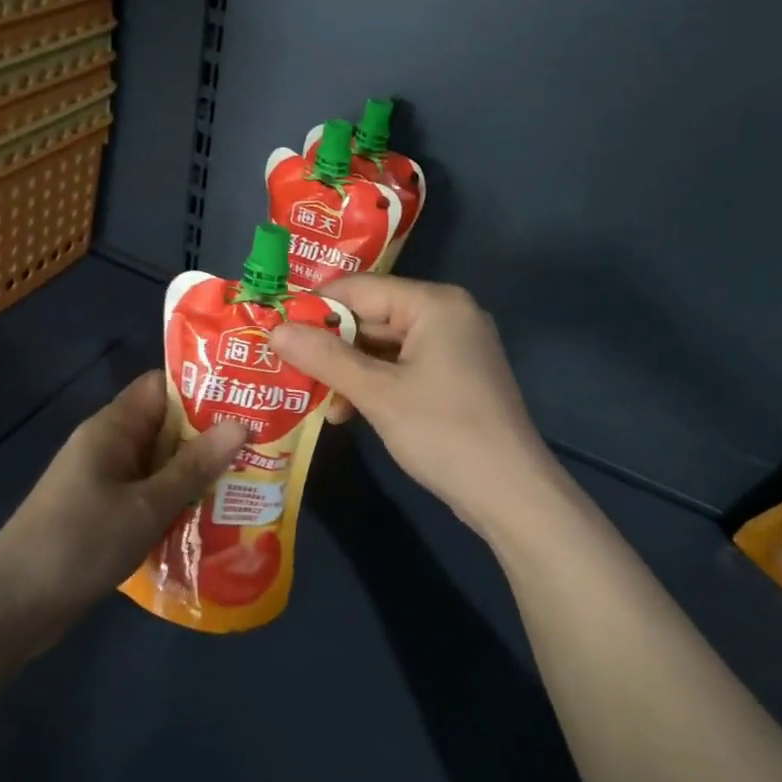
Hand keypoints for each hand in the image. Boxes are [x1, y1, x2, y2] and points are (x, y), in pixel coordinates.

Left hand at [0, 373, 245, 652]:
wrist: (13, 606)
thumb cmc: (81, 543)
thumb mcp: (147, 505)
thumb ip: (194, 466)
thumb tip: (241, 424)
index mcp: (113, 428)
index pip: (161, 387)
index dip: (203, 389)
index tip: (247, 401)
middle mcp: (108, 446)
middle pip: (165, 425)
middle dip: (209, 436)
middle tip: (260, 447)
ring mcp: (103, 481)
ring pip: (159, 464)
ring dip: (196, 472)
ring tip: (247, 482)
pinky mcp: (102, 512)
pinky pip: (147, 493)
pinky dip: (175, 500)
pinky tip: (210, 517)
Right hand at [270, 276, 560, 535]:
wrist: (510, 493)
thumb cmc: (443, 432)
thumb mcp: (378, 394)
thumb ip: (326, 358)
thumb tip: (275, 329)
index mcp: (435, 304)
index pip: (360, 288)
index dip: (314, 307)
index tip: (272, 326)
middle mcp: (447, 315)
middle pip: (372, 316)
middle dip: (329, 344)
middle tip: (283, 364)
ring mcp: (454, 349)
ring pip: (384, 347)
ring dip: (347, 370)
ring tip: (310, 396)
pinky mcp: (454, 379)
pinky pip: (402, 369)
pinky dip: (373, 385)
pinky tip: (345, 412)